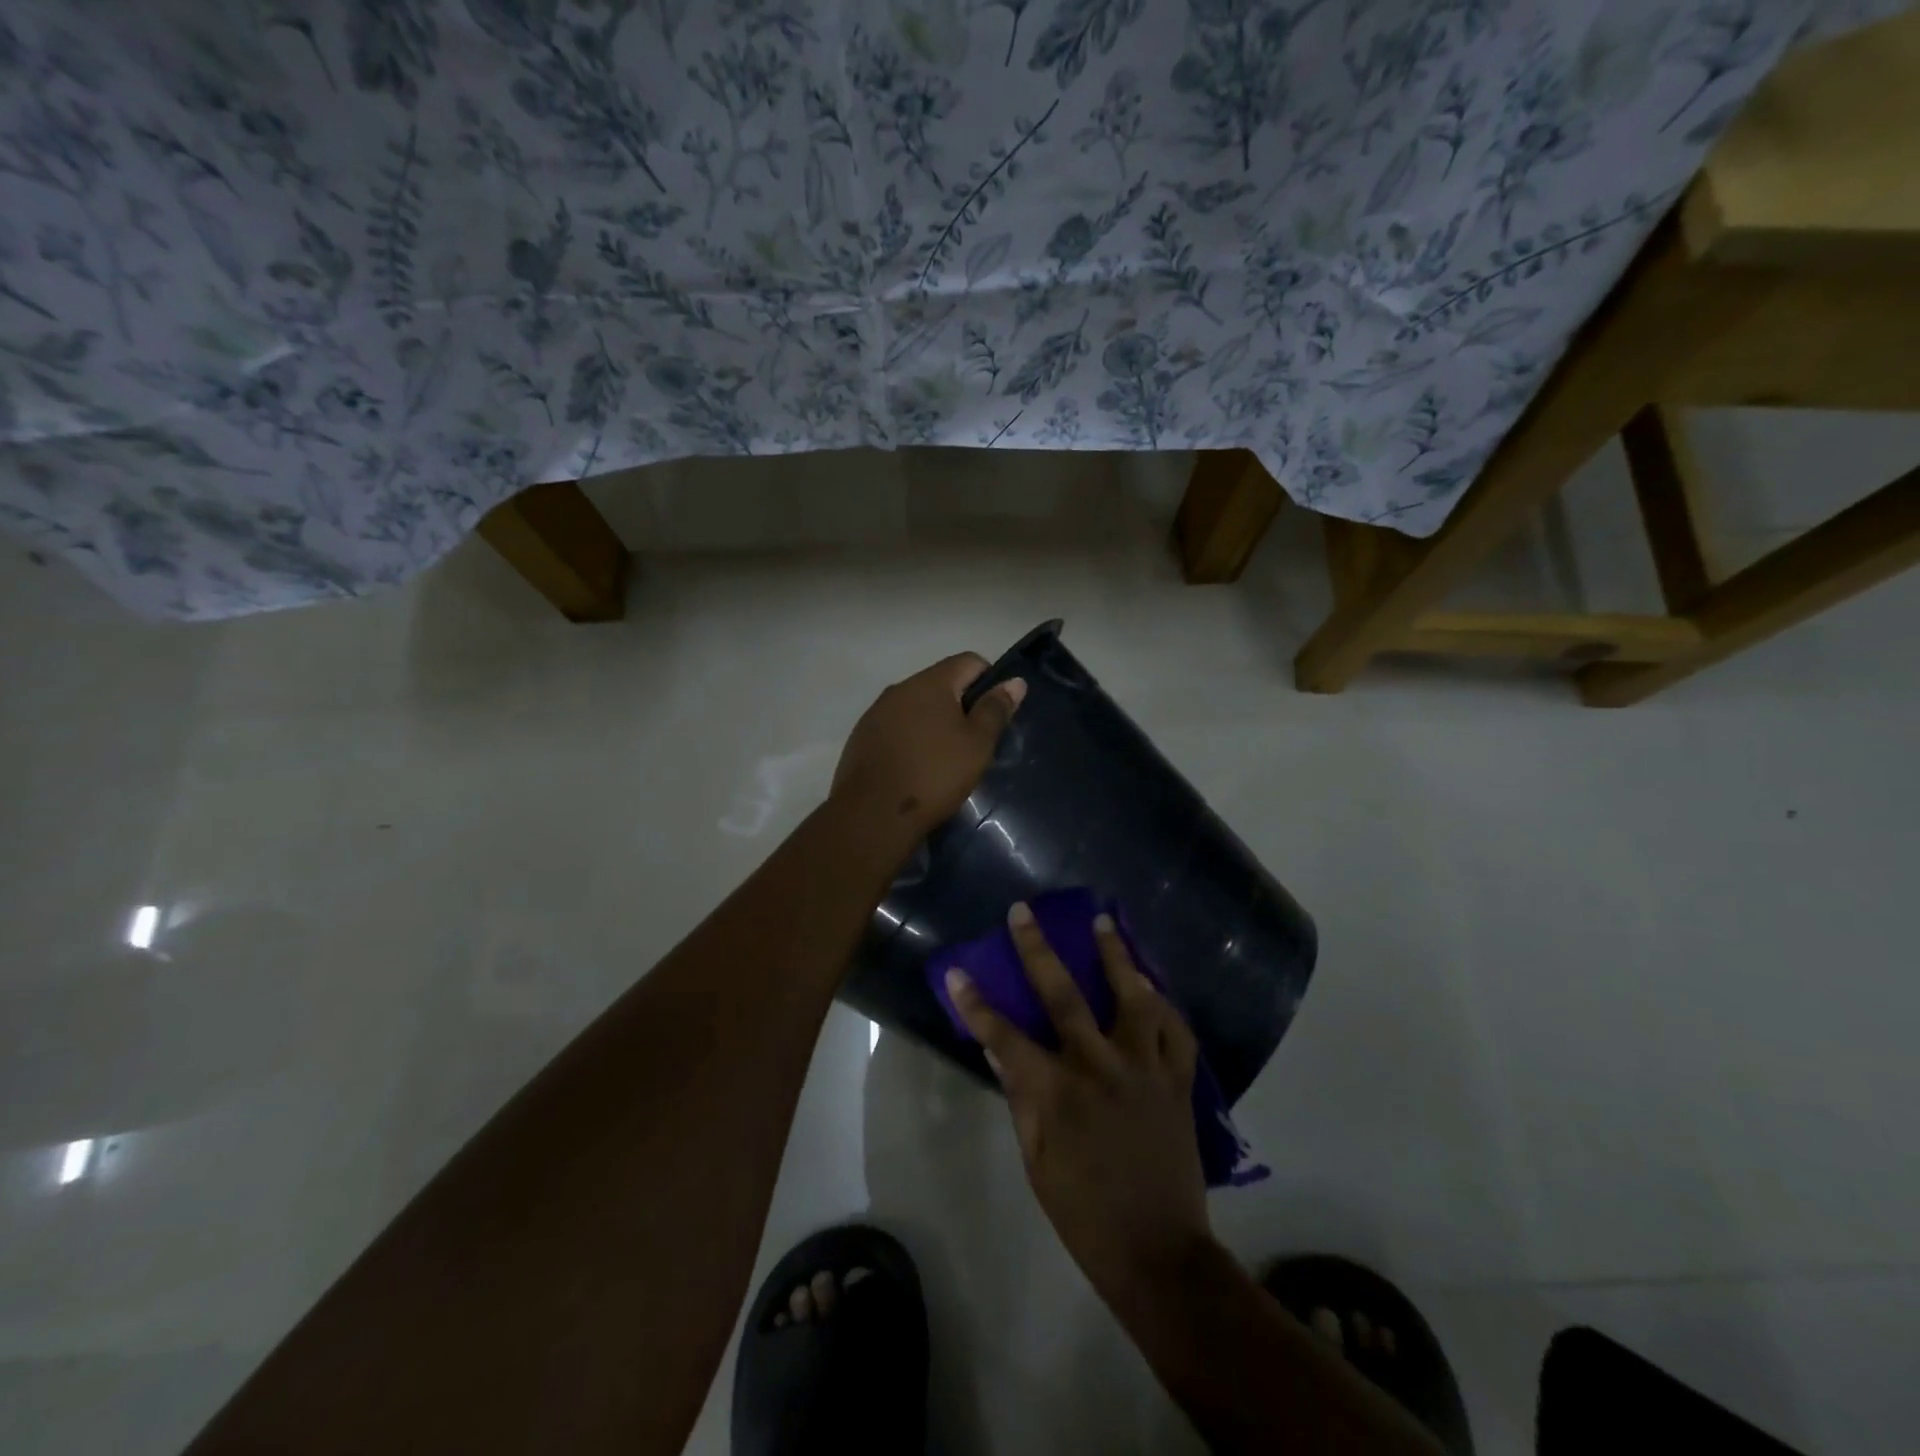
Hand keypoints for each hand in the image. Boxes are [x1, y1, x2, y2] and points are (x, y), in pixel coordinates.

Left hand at [830, 653, 1025, 846]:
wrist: (873, 814)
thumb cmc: (934, 775)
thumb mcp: (977, 744)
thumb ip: (995, 709)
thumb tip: (1015, 681)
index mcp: (931, 682)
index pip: (969, 661)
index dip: (990, 681)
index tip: (995, 715)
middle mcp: (900, 688)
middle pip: (941, 683)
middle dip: (960, 704)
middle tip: (974, 741)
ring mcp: (876, 712)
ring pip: (916, 706)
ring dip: (933, 722)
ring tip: (944, 758)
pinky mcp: (861, 737)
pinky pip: (895, 727)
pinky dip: (911, 738)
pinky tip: (916, 768)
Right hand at [946, 905, 1210, 1302]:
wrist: (1158, 1252)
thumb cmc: (1084, 1213)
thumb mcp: (1037, 1163)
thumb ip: (1021, 1100)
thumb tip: (999, 1052)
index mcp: (1057, 1092)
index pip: (1004, 1036)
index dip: (976, 1003)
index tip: (957, 971)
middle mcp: (1100, 1067)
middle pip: (1064, 995)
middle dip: (1038, 949)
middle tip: (1024, 911)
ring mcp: (1145, 1069)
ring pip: (1132, 997)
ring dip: (1116, 955)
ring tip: (1104, 922)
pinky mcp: (1178, 1082)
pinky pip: (1177, 1030)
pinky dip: (1165, 1004)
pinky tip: (1154, 986)